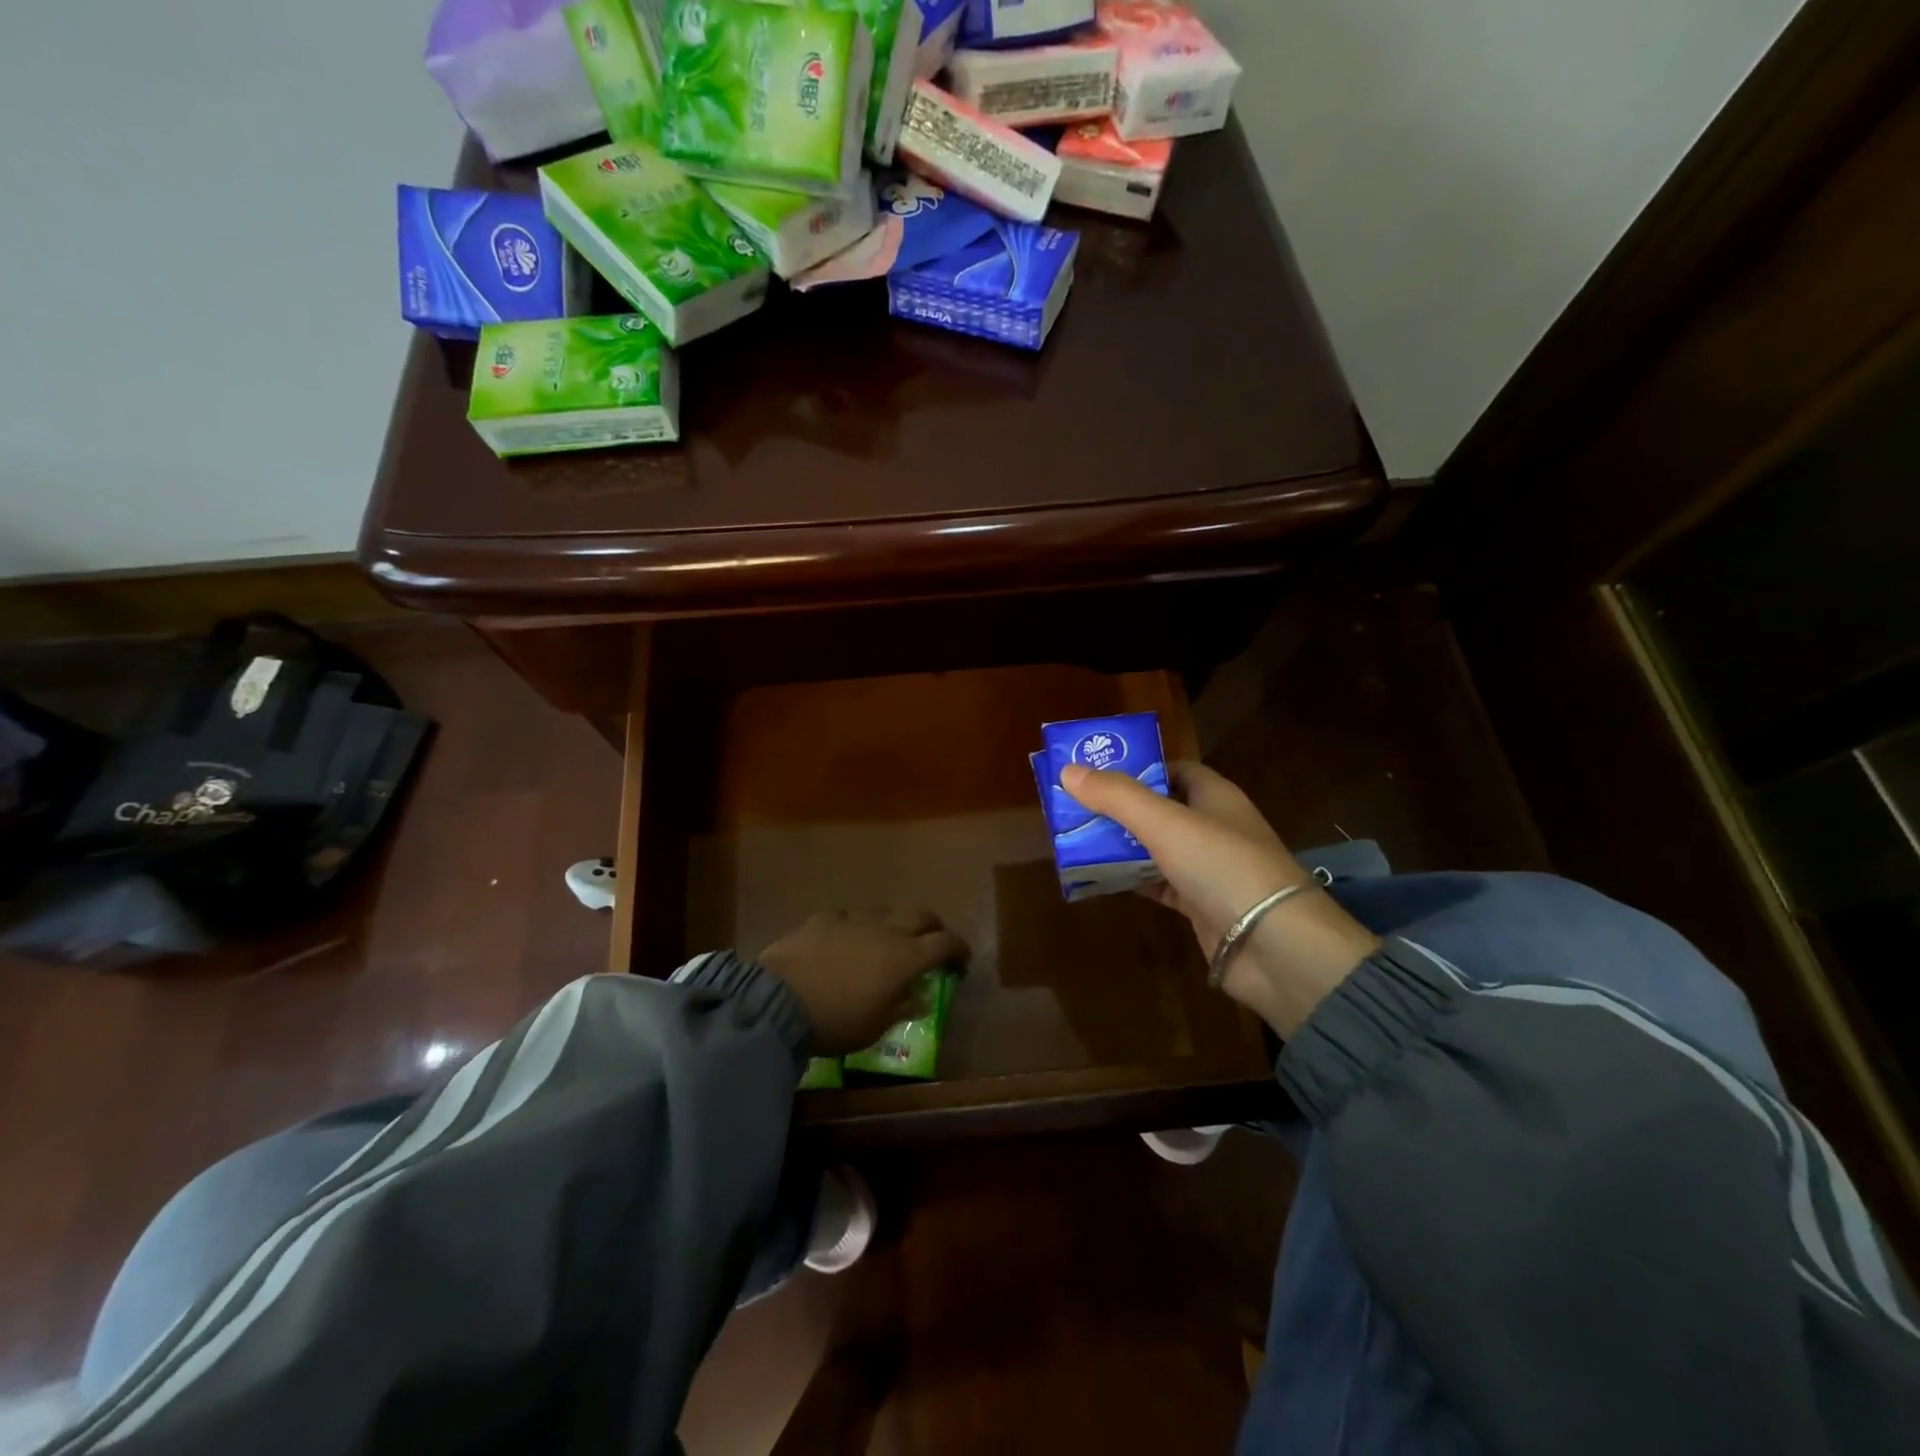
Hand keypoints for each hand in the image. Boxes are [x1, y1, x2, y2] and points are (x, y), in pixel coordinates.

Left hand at [759, 910, 968, 1055]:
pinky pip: (849, 916)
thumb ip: (902, 1008)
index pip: (945, 943)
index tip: (963, 960)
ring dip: (894, 926)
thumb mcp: (875, 1027)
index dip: (959, 949)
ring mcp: (853, 919)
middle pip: (921, 917)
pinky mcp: (823, 919)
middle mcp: (885, 930)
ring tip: (886, 943)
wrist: (778, 1001)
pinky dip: (855, 927)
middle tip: (933, 944)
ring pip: (885, 912)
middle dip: (933, 928)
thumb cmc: (836, 1022)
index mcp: (906, 957)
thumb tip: (922, 997)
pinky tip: (845, 940)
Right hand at [1060, 761, 1378, 1035]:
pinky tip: (1097, 877)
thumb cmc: (1223, 866)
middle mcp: (1212, 827)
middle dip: (1118, 808)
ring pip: (1154, 847)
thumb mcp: (1165, 823)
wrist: (1275, 946)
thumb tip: (1068, 771)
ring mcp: (1207, 868)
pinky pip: (1157, 883)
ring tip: (1073, 839)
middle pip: (1158, 808)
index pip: (1173, 769)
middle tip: (1072, 807)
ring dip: (1120, 844)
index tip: (1095, 771)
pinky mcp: (1199, 904)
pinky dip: (1131, 878)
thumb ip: (1117, 797)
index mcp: (1214, 796)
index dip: (1137, 767)